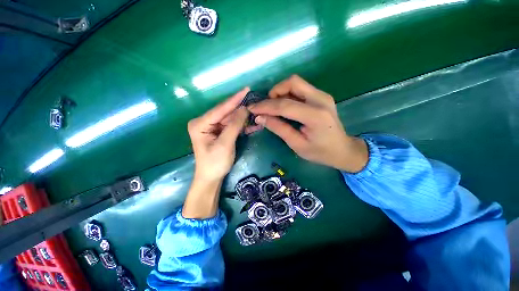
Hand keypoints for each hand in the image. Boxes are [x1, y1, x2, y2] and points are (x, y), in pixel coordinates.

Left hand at [183, 88, 249, 218]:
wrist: (211, 177)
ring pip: (231, 119)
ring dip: (244, 119)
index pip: (220, 109)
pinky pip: (232, 126)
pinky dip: (242, 126)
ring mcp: (213, 127)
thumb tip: (244, 109)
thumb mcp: (225, 144)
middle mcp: (205, 122)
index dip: (234, 100)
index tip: (246, 89)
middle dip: (241, 109)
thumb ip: (234, 125)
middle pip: (226, 113)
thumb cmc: (215, 163)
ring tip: (257, 113)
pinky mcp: (220, 132)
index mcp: (200, 123)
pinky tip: (253, 125)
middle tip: (255, 102)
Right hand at [247, 75, 367, 172]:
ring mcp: (322, 96)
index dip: (265, 106)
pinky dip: (288, 95)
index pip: (285, 105)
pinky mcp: (321, 97)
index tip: (252, 109)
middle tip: (266, 107)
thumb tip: (260, 118)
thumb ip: (279, 129)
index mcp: (315, 116)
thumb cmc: (320, 152)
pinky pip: (301, 89)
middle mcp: (320, 99)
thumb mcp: (297, 145)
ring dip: (281, 92)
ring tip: (273, 108)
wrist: (343, 150)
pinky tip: (284, 107)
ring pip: (296, 83)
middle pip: (292, 83)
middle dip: (274, 92)